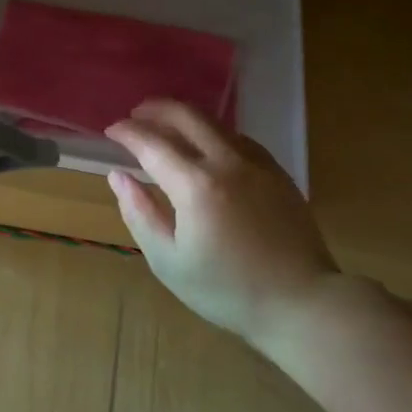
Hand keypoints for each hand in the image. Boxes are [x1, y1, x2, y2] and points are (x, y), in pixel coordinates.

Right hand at [105, 101, 342, 348]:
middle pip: (187, 116)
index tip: (110, 131)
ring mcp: (257, 164)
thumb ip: (139, 213)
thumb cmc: (227, 290)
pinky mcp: (277, 172)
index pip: (152, 143)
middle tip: (135, 115)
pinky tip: (205, 147)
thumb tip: (118, 177)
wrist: (301, 302)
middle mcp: (227, 162)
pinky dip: (212, 133)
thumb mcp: (168, 261)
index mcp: (196, 185)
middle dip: (155, 109)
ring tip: (164, 126)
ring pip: (215, 122)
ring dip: (184, 117)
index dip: (127, 132)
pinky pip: (238, 138)